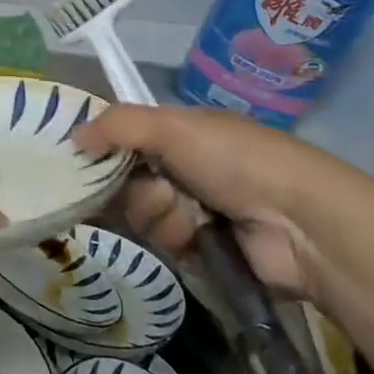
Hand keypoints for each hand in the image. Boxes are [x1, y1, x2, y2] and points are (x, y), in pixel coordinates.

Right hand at [74, 104, 359, 300]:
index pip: (123, 136)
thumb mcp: (174, 127)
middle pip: (126, 179)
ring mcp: (193, 208)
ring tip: (194, 215)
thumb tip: (73, 136)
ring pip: (142, 214)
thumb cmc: (235, 159)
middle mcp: (182, 166)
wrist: (300, 222)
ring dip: (162, 215)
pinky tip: (202, 236)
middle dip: (139, 188)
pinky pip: (163, 243)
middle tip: (164, 188)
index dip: (103, 147)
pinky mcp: (202, 247)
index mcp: (180, 131)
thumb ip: (118, 125)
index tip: (82, 158)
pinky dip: (178, 239)